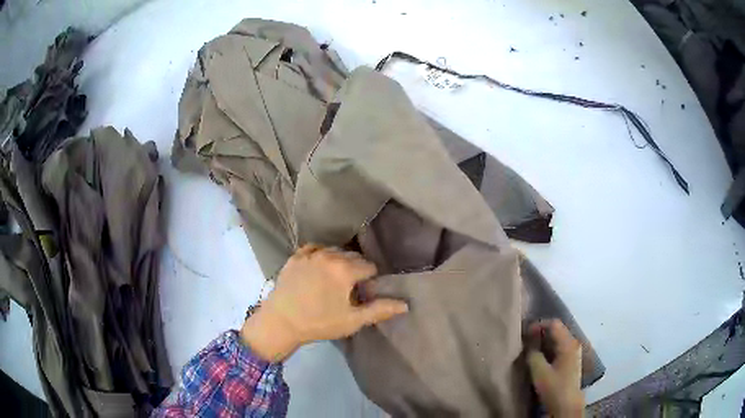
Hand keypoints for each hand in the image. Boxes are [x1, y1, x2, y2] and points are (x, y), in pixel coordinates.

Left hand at [240, 244, 407, 361]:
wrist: (281, 321)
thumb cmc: (319, 322)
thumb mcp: (352, 320)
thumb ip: (380, 310)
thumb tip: (405, 304)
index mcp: (345, 269)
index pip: (369, 266)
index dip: (370, 281)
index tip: (362, 294)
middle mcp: (329, 255)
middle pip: (353, 256)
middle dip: (356, 270)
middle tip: (349, 289)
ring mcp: (310, 254)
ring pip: (334, 251)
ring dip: (339, 262)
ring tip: (333, 280)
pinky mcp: (295, 257)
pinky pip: (314, 249)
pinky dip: (320, 255)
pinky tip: (318, 267)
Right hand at [526, 319, 584, 417]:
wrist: (567, 405)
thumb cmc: (554, 387)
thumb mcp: (540, 372)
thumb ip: (533, 355)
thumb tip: (529, 345)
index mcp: (568, 343)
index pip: (554, 324)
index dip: (539, 325)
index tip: (525, 333)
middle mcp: (574, 343)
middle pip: (557, 330)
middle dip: (541, 332)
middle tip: (526, 339)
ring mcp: (574, 352)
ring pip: (558, 339)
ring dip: (544, 340)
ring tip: (530, 347)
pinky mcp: (571, 360)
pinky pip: (559, 347)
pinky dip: (549, 347)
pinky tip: (540, 355)